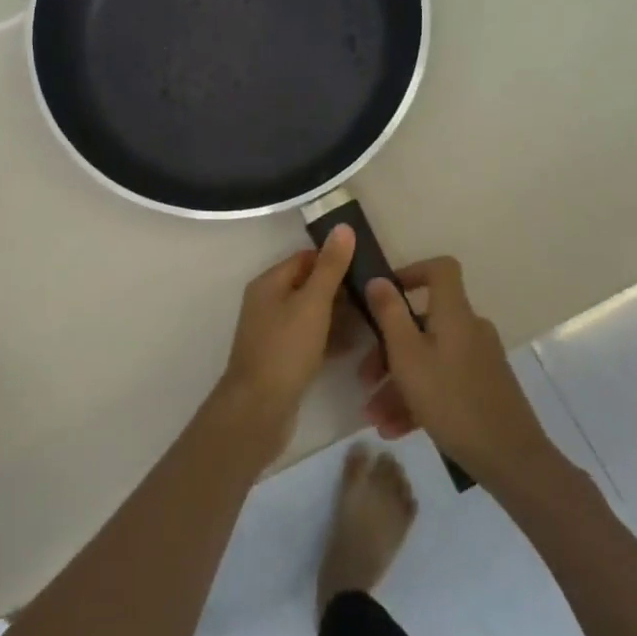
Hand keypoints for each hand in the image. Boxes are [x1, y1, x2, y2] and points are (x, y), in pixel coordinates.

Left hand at [217, 225, 355, 454]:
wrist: (259, 408)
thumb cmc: (286, 349)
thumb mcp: (313, 303)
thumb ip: (330, 267)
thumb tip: (342, 227)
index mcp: (269, 283)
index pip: (306, 258)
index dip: (335, 259)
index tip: (367, 266)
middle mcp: (268, 303)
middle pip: (309, 285)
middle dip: (341, 289)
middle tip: (376, 295)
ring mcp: (274, 332)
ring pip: (313, 314)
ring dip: (340, 315)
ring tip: (374, 318)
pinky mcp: (283, 358)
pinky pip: (311, 339)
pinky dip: (331, 338)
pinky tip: (358, 345)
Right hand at [361, 258, 556, 486]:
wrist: (510, 459)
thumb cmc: (452, 400)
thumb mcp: (408, 357)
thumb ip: (390, 315)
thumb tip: (379, 279)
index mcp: (455, 314)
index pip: (441, 269)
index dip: (413, 272)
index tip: (385, 294)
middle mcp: (470, 330)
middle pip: (424, 324)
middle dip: (388, 350)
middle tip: (364, 379)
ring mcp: (479, 361)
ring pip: (429, 360)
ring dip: (397, 384)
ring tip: (374, 418)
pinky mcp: (483, 389)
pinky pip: (443, 383)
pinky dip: (418, 400)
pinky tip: (394, 430)